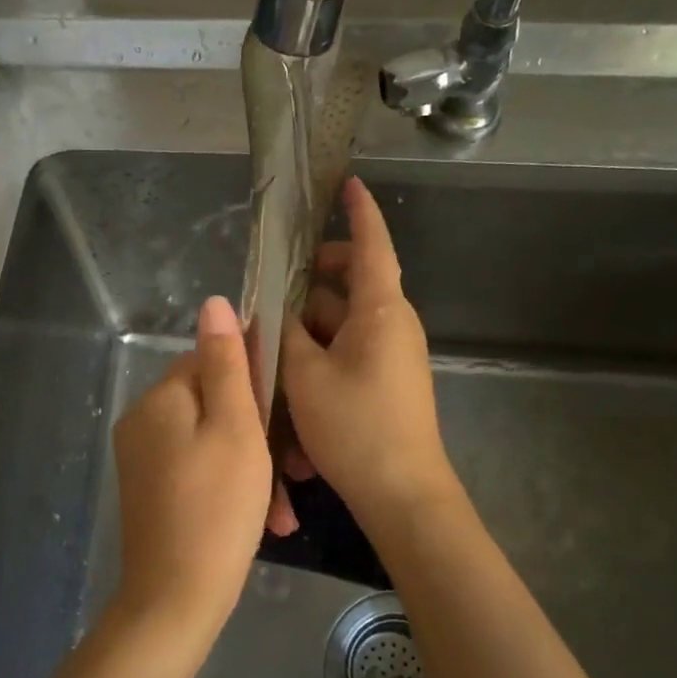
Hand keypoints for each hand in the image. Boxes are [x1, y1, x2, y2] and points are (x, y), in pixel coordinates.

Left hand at [110, 295, 281, 648]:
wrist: (175, 601)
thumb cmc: (217, 508)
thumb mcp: (235, 428)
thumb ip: (227, 363)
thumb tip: (214, 302)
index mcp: (161, 398)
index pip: (211, 360)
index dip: (255, 380)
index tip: (288, 411)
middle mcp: (143, 421)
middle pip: (214, 404)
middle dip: (260, 434)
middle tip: (296, 470)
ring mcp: (144, 459)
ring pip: (212, 442)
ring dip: (253, 468)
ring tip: (283, 508)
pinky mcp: (151, 491)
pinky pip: (199, 471)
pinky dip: (231, 488)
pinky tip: (264, 522)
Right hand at [280, 177, 457, 539]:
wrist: (403, 494)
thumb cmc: (356, 426)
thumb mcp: (304, 376)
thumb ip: (284, 334)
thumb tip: (278, 311)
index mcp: (381, 310)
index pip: (372, 245)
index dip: (359, 211)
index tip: (347, 183)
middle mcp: (393, 323)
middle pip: (352, 281)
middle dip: (314, 278)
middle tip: (274, 286)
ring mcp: (393, 352)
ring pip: (346, 318)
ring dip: (311, 323)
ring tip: (273, 342)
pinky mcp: (388, 378)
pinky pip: (351, 346)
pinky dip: (323, 349)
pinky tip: (293, 375)